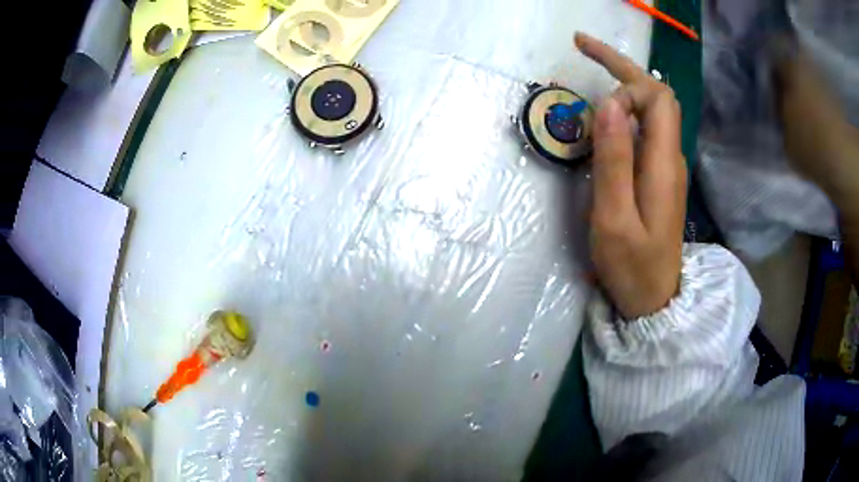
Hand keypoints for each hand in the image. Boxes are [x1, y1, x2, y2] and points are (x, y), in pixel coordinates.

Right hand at [575, 32, 686, 318]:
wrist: (654, 301)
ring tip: (587, 70)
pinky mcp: (658, 176)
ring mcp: (666, 166)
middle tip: (580, 44)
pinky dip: (623, 111)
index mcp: (664, 163)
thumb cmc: (633, 268)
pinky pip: (644, 130)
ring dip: (621, 83)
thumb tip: (611, 104)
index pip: (657, 96)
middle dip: (620, 64)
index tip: (591, 81)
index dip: (626, 79)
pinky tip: (603, 116)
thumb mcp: (614, 219)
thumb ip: (615, 160)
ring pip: (650, 109)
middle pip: (656, 94)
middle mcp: (670, 156)